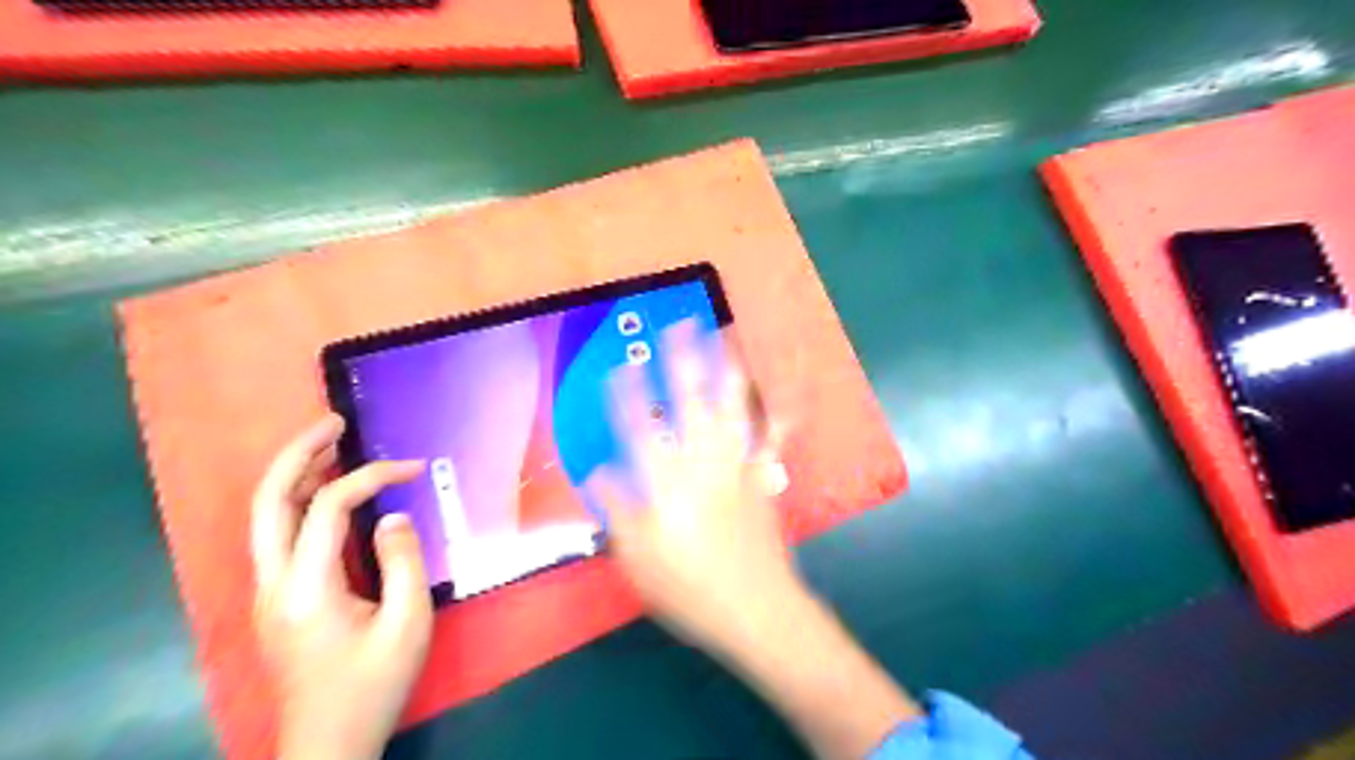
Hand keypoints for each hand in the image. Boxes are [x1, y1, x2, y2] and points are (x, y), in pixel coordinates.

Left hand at [246, 416, 428, 759]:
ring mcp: (268, 592)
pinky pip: (280, 534)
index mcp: (305, 588)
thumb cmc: (373, 685)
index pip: (328, 507)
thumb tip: (392, 515)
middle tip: (333, 422)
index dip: (371, 476)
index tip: (413, 467)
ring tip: (329, 444)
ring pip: (267, 516)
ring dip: (295, 473)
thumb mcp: (407, 623)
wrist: (329, 743)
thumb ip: (404, 562)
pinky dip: (300, 500)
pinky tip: (326, 491)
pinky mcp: (276, 600)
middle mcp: (273, 583)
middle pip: (269, 501)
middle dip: (298, 454)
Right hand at [586, 323, 802, 655]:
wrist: (757, 609)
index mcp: (667, 484)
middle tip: (680, 327)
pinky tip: (783, 396)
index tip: (618, 368)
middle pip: (690, 403)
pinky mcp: (762, 479)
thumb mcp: (638, 560)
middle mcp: (703, 465)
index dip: (625, 397)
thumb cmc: (690, 588)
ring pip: (732, 409)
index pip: (639, 429)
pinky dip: (777, 416)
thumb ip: (618, 511)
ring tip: (727, 340)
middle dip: (683, 361)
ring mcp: (737, 467)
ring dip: (728, 371)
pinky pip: (769, 439)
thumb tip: (598, 472)